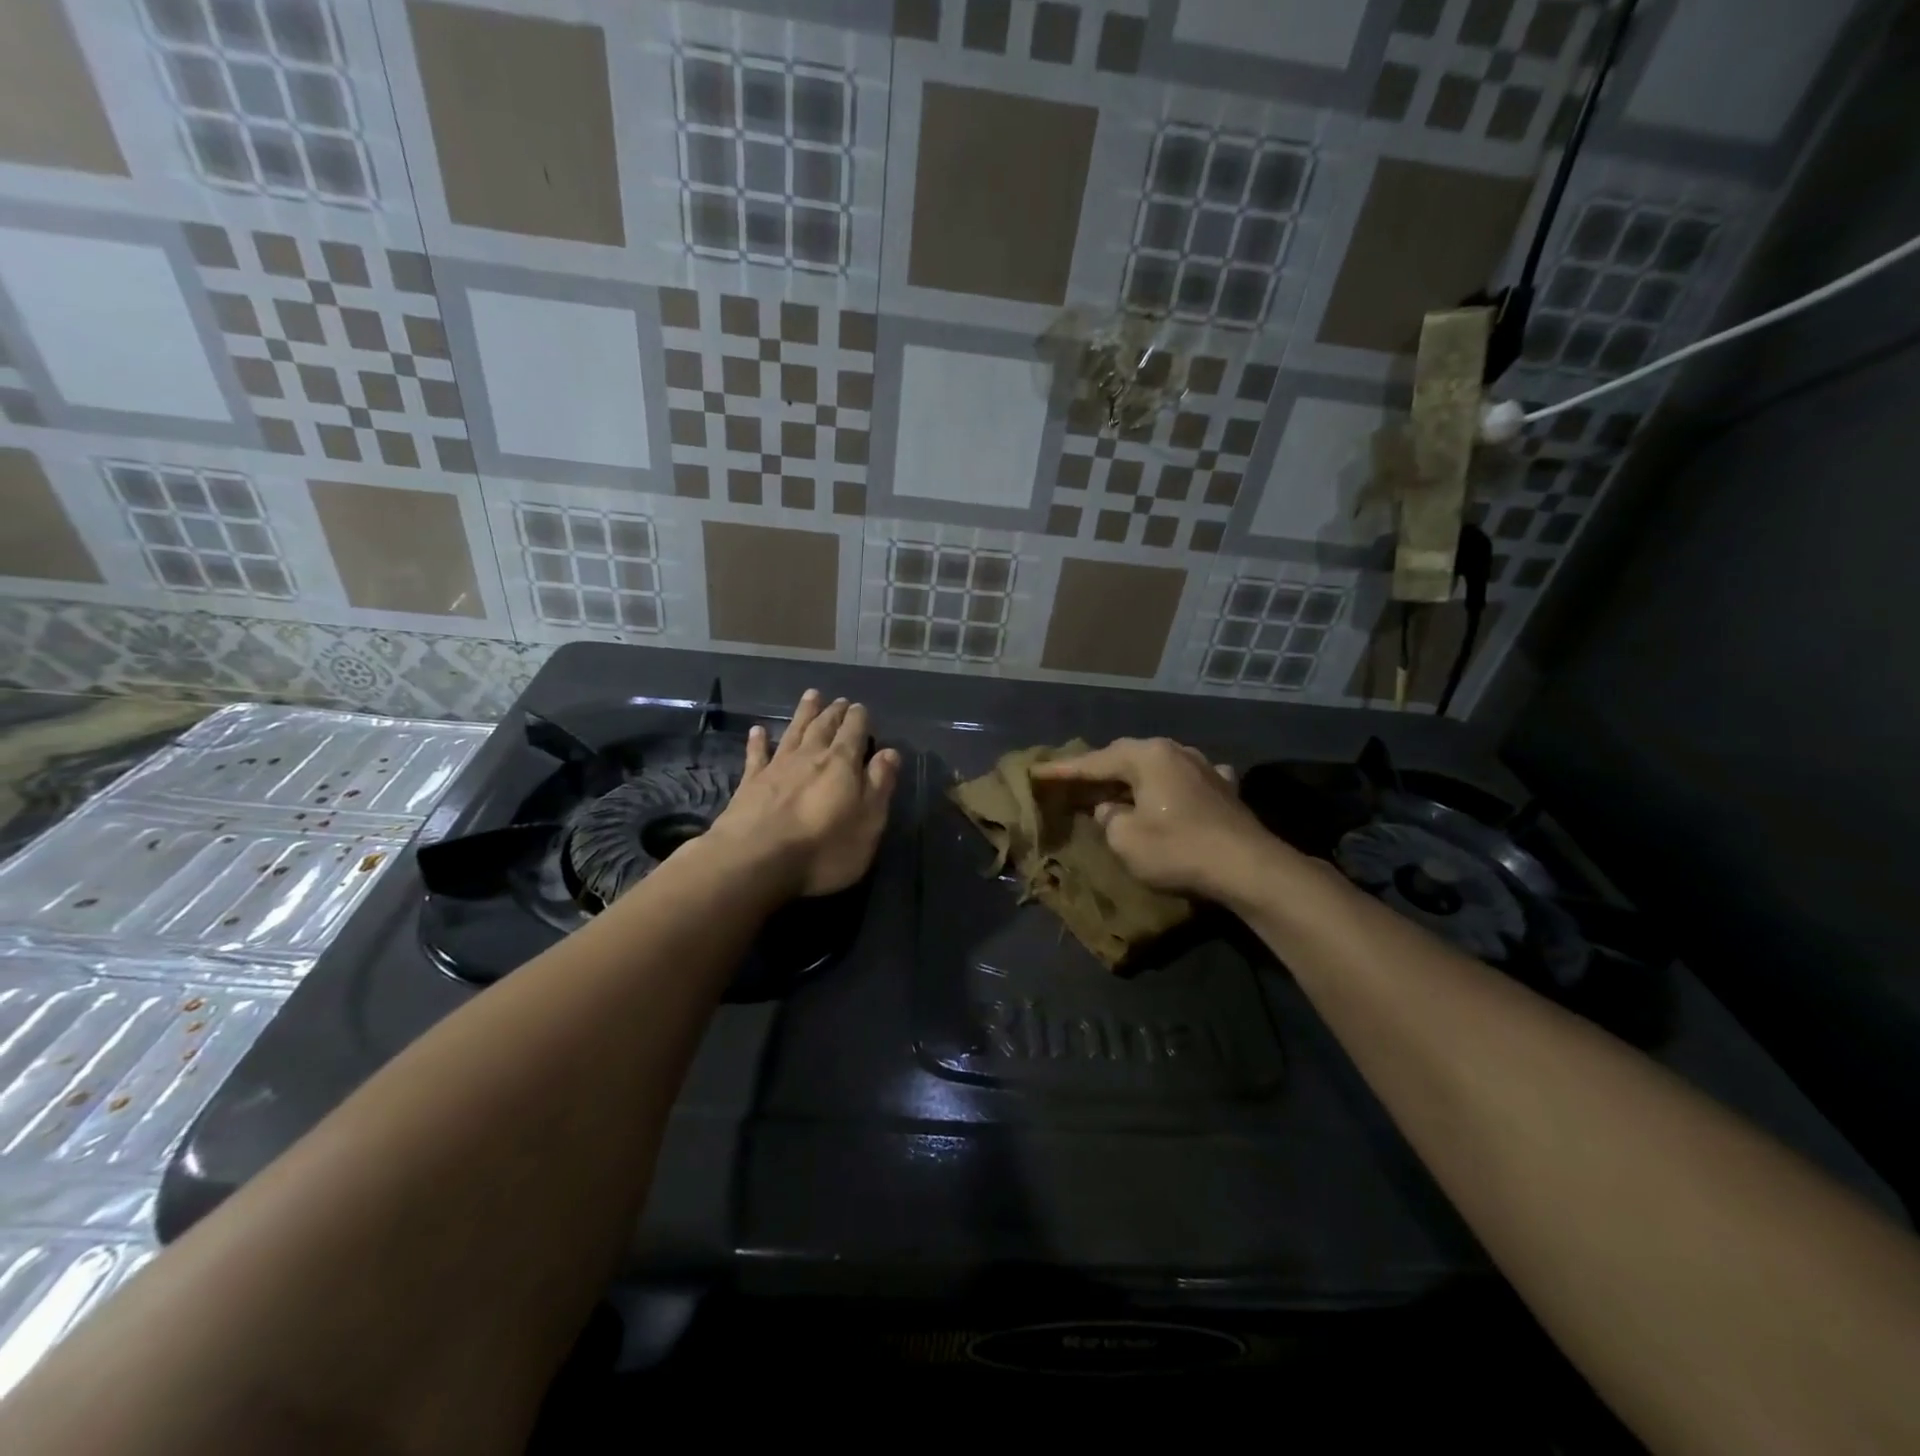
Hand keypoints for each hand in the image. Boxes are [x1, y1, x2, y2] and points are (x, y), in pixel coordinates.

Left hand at [706, 690, 899, 898]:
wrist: (756, 860)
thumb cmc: (824, 848)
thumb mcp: (868, 822)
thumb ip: (879, 784)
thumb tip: (890, 752)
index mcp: (842, 764)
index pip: (854, 732)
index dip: (858, 719)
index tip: (860, 708)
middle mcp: (810, 756)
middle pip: (824, 727)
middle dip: (834, 712)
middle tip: (839, 700)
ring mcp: (777, 767)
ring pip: (794, 732)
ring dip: (803, 714)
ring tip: (810, 696)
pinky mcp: (750, 783)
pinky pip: (757, 755)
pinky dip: (759, 741)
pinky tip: (758, 730)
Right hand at [1030, 737, 1273, 901]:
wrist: (1248, 867)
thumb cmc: (1178, 849)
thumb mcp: (1126, 839)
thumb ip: (1108, 819)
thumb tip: (1110, 809)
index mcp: (1147, 756)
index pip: (1093, 762)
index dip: (1062, 771)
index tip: (1036, 771)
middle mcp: (1175, 751)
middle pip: (1126, 757)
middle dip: (1099, 769)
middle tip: (1073, 781)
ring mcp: (1204, 766)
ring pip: (1157, 766)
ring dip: (1134, 777)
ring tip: (1115, 788)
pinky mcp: (1224, 788)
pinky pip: (1183, 780)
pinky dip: (1168, 787)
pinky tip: (1170, 792)